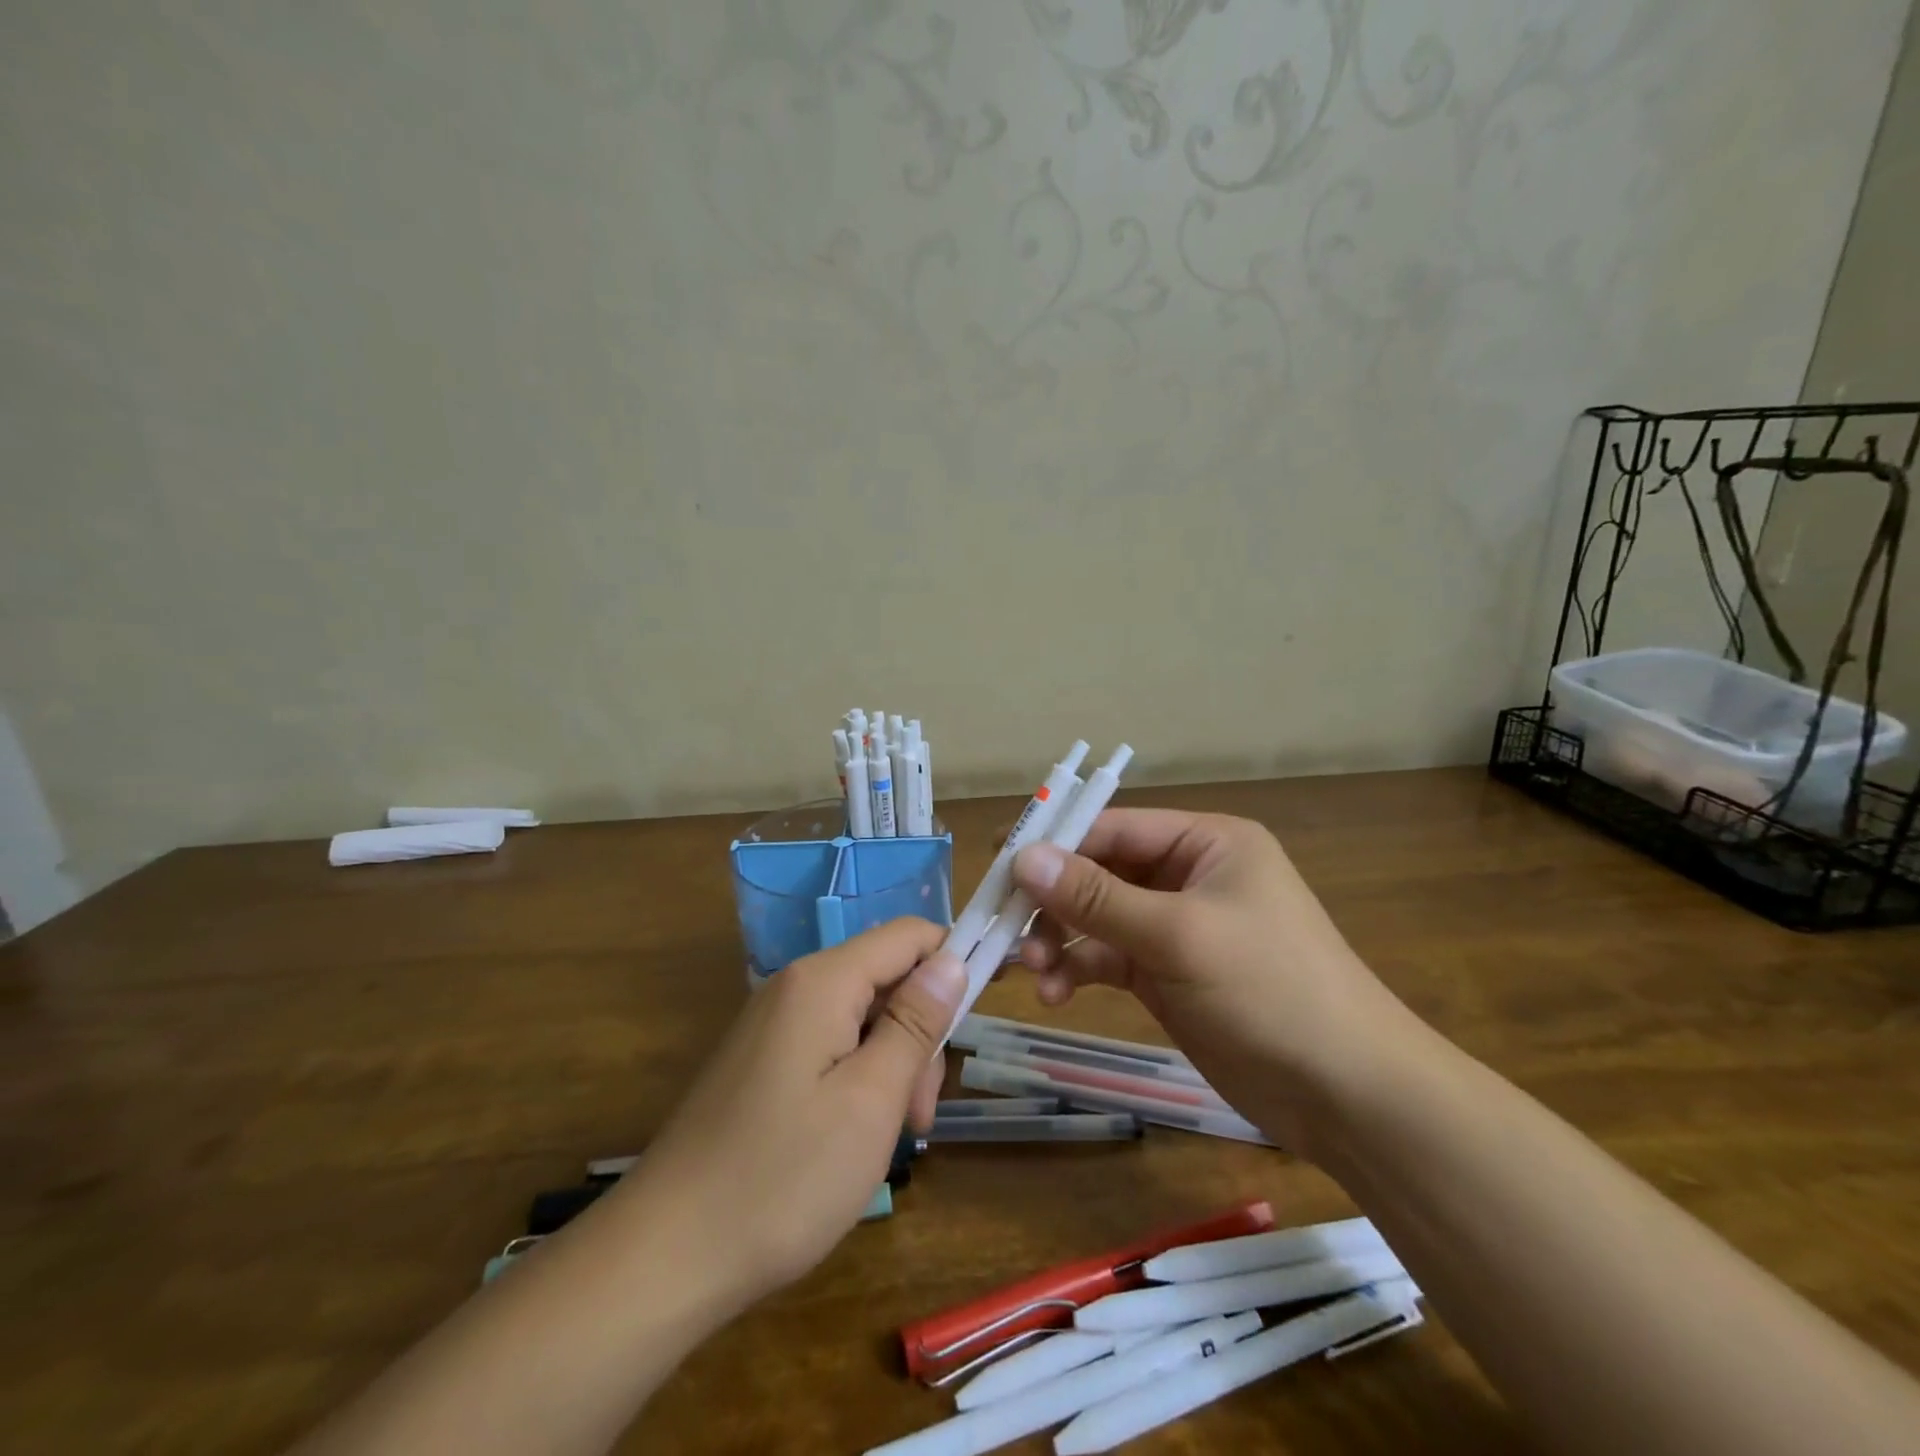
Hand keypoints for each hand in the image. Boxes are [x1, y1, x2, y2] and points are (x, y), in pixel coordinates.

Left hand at [615, 918, 965, 1311]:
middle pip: (885, 978)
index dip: (953, 962)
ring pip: (861, 1017)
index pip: (909, 935)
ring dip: (891, 1064)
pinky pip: (830, 1044)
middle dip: (918, 1034)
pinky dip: (857, 1079)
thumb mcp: (870, 1100)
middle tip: (920, 1114)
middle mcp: (794, 986)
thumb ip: (915, 1023)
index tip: (977, 1022)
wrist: (664, 1256)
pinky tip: (851, 1136)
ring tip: (888, 1138)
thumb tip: (952, 960)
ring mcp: (773, 1024)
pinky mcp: (761, 1060)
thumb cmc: (783, 1178)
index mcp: (822, 981)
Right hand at [1011, 810, 1423, 1153]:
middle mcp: (1188, 875)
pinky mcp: (1167, 973)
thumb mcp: (1179, 936)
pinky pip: (1107, 958)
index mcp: (1205, 843)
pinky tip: (1055, 994)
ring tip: (1029, 968)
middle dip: (1053, 900)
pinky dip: (1078, 969)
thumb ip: (1097, 898)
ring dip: (1059, 939)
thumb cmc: (1270, 990)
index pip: (1113, 827)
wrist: (1348, 1094)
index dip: (1054, 841)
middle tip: (1003, 923)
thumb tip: (1023, 857)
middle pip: (1100, 872)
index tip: (997, 861)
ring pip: (1097, 918)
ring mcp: (1176, 927)